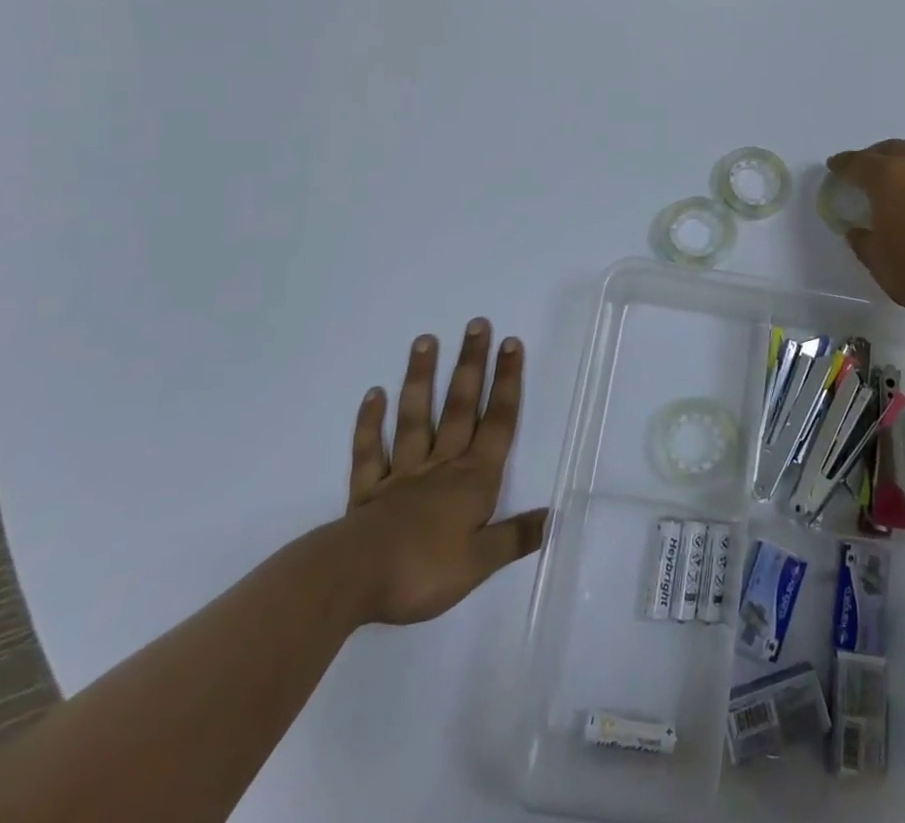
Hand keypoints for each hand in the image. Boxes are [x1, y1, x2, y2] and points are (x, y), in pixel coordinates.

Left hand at [341, 318, 548, 626]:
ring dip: (421, 378)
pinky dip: (371, 422)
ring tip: (425, 340)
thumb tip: (553, 516)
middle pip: (460, 407)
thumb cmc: (423, 570)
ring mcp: (402, 474)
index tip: (510, 344)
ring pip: (415, 417)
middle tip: (476, 324)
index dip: (507, 382)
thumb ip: (515, 537)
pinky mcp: (367, 491)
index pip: (497, 422)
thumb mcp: (480, 562)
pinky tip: (374, 394)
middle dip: (471, 365)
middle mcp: (441, 466)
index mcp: (472, 479)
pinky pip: (370, 449)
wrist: (352, 581)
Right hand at [827, 140, 904, 332]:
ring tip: (899, 189)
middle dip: (875, 158)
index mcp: (889, 177)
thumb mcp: (877, 260)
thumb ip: (862, 238)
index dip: (843, 165)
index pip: (858, 162)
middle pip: (892, 150)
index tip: (834, 167)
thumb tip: (857, 229)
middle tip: (865, 173)